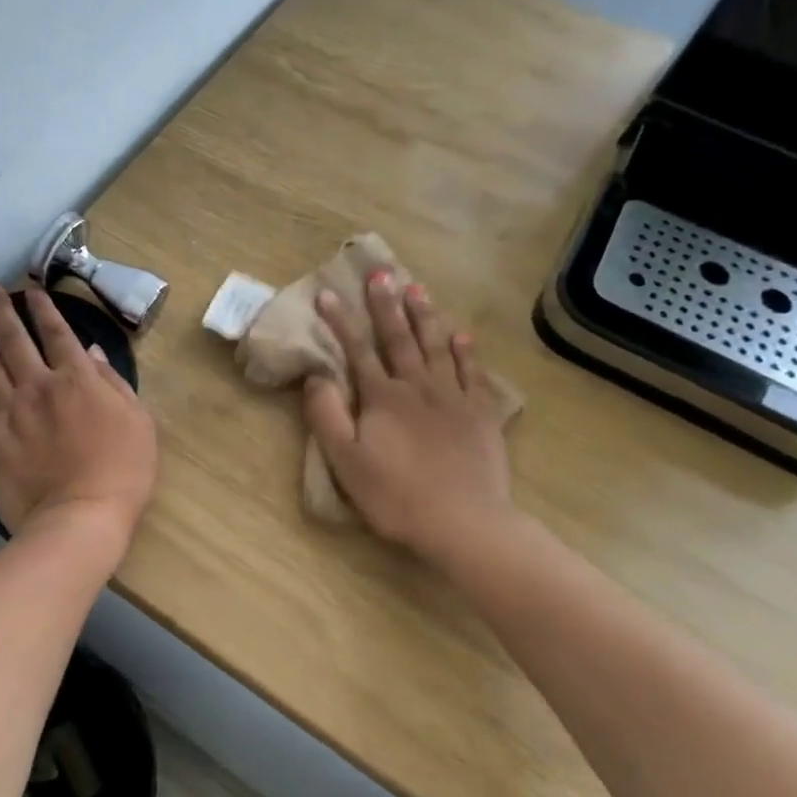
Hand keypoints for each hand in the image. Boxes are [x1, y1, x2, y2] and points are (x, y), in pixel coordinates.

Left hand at [0, 286, 157, 544]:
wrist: (80, 517)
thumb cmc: (122, 471)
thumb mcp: (138, 420)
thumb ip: (113, 381)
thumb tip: (89, 351)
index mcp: (77, 378)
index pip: (56, 332)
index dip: (42, 308)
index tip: (30, 290)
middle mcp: (37, 384)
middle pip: (13, 338)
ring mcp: (7, 410)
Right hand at [303, 270, 518, 560]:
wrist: (464, 523)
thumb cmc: (396, 496)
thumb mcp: (346, 462)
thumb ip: (327, 416)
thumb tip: (316, 376)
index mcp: (383, 398)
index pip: (358, 350)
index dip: (341, 322)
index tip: (328, 294)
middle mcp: (418, 387)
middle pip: (399, 338)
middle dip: (387, 305)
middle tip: (382, 273)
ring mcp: (453, 398)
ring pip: (437, 347)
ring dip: (425, 316)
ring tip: (417, 288)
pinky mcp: (481, 415)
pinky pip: (472, 374)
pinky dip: (465, 352)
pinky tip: (461, 336)